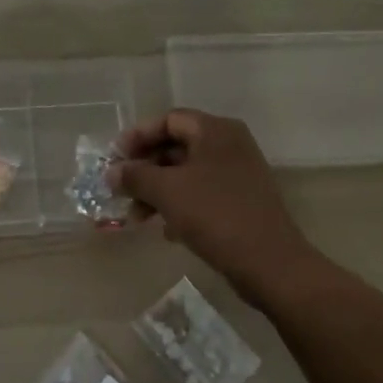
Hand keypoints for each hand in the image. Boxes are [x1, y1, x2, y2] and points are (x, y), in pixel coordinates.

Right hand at [110, 108, 316, 289]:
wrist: (269, 263)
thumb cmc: (215, 214)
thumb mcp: (167, 192)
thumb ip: (135, 176)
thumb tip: (112, 172)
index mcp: (215, 131)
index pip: (169, 120)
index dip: (138, 136)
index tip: (114, 158)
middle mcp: (229, 145)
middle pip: (177, 147)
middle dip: (145, 169)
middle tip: (121, 190)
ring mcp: (238, 174)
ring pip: (187, 174)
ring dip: (158, 191)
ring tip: (137, 217)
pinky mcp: (241, 201)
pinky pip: (202, 194)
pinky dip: (180, 205)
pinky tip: (166, 230)